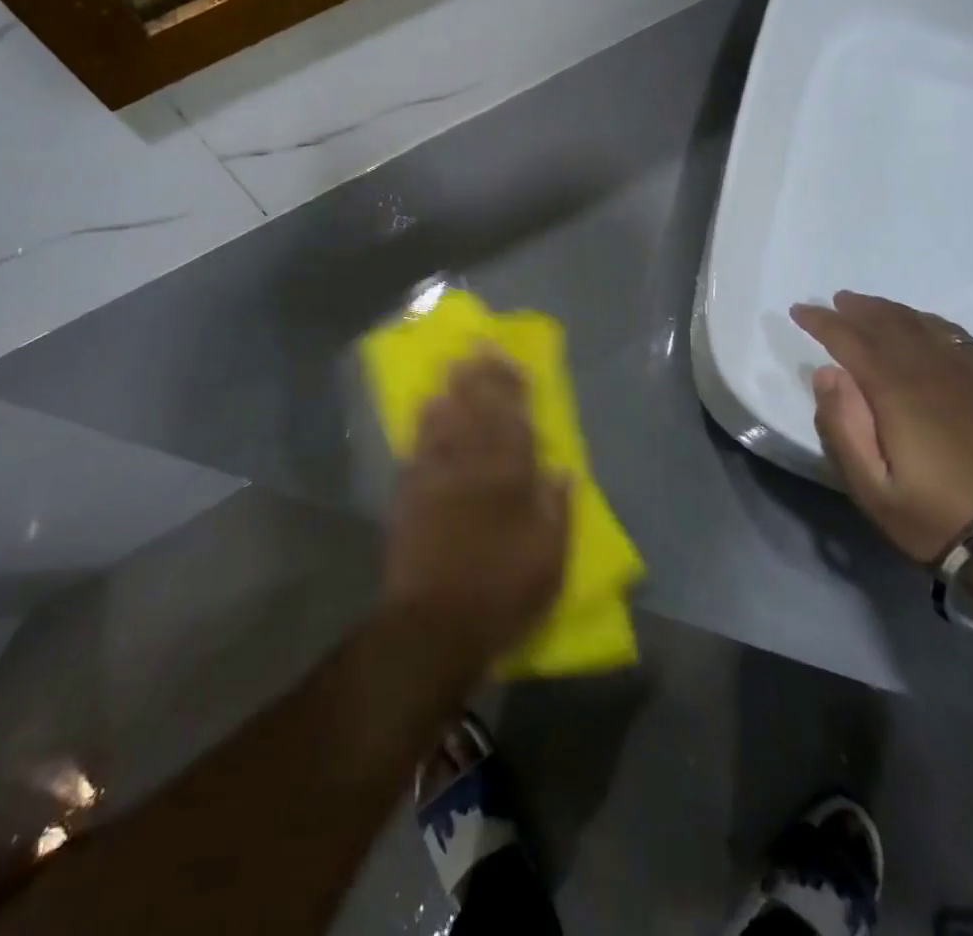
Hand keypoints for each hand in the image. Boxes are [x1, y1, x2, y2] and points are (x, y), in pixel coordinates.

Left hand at [383, 354, 568, 680]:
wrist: (435, 624)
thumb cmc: (502, 593)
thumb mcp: (549, 561)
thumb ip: (557, 511)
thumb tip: (563, 470)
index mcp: (509, 481)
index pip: (515, 423)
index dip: (513, 389)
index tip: (512, 361)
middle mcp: (472, 468)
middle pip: (478, 412)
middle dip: (480, 377)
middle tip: (478, 347)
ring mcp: (436, 477)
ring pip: (445, 422)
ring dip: (451, 391)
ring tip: (453, 365)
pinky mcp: (409, 494)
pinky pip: (417, 448)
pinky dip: (423, 424)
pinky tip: (425, 407)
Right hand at [790, 292, 972, 563]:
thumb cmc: (943, 519)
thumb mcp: (874, 490)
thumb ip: (843, 428)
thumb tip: (828, 374)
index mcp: (898, 390)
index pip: (850, 339)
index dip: (822, 321)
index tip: (800, 310)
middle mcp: (936, 369)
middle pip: (890, 323)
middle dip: (858, 309)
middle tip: (836, 301)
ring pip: (927, 326)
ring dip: (894, 312)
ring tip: (875, 309)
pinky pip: (963, 340)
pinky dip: (936, 327)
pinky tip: (933, 334)